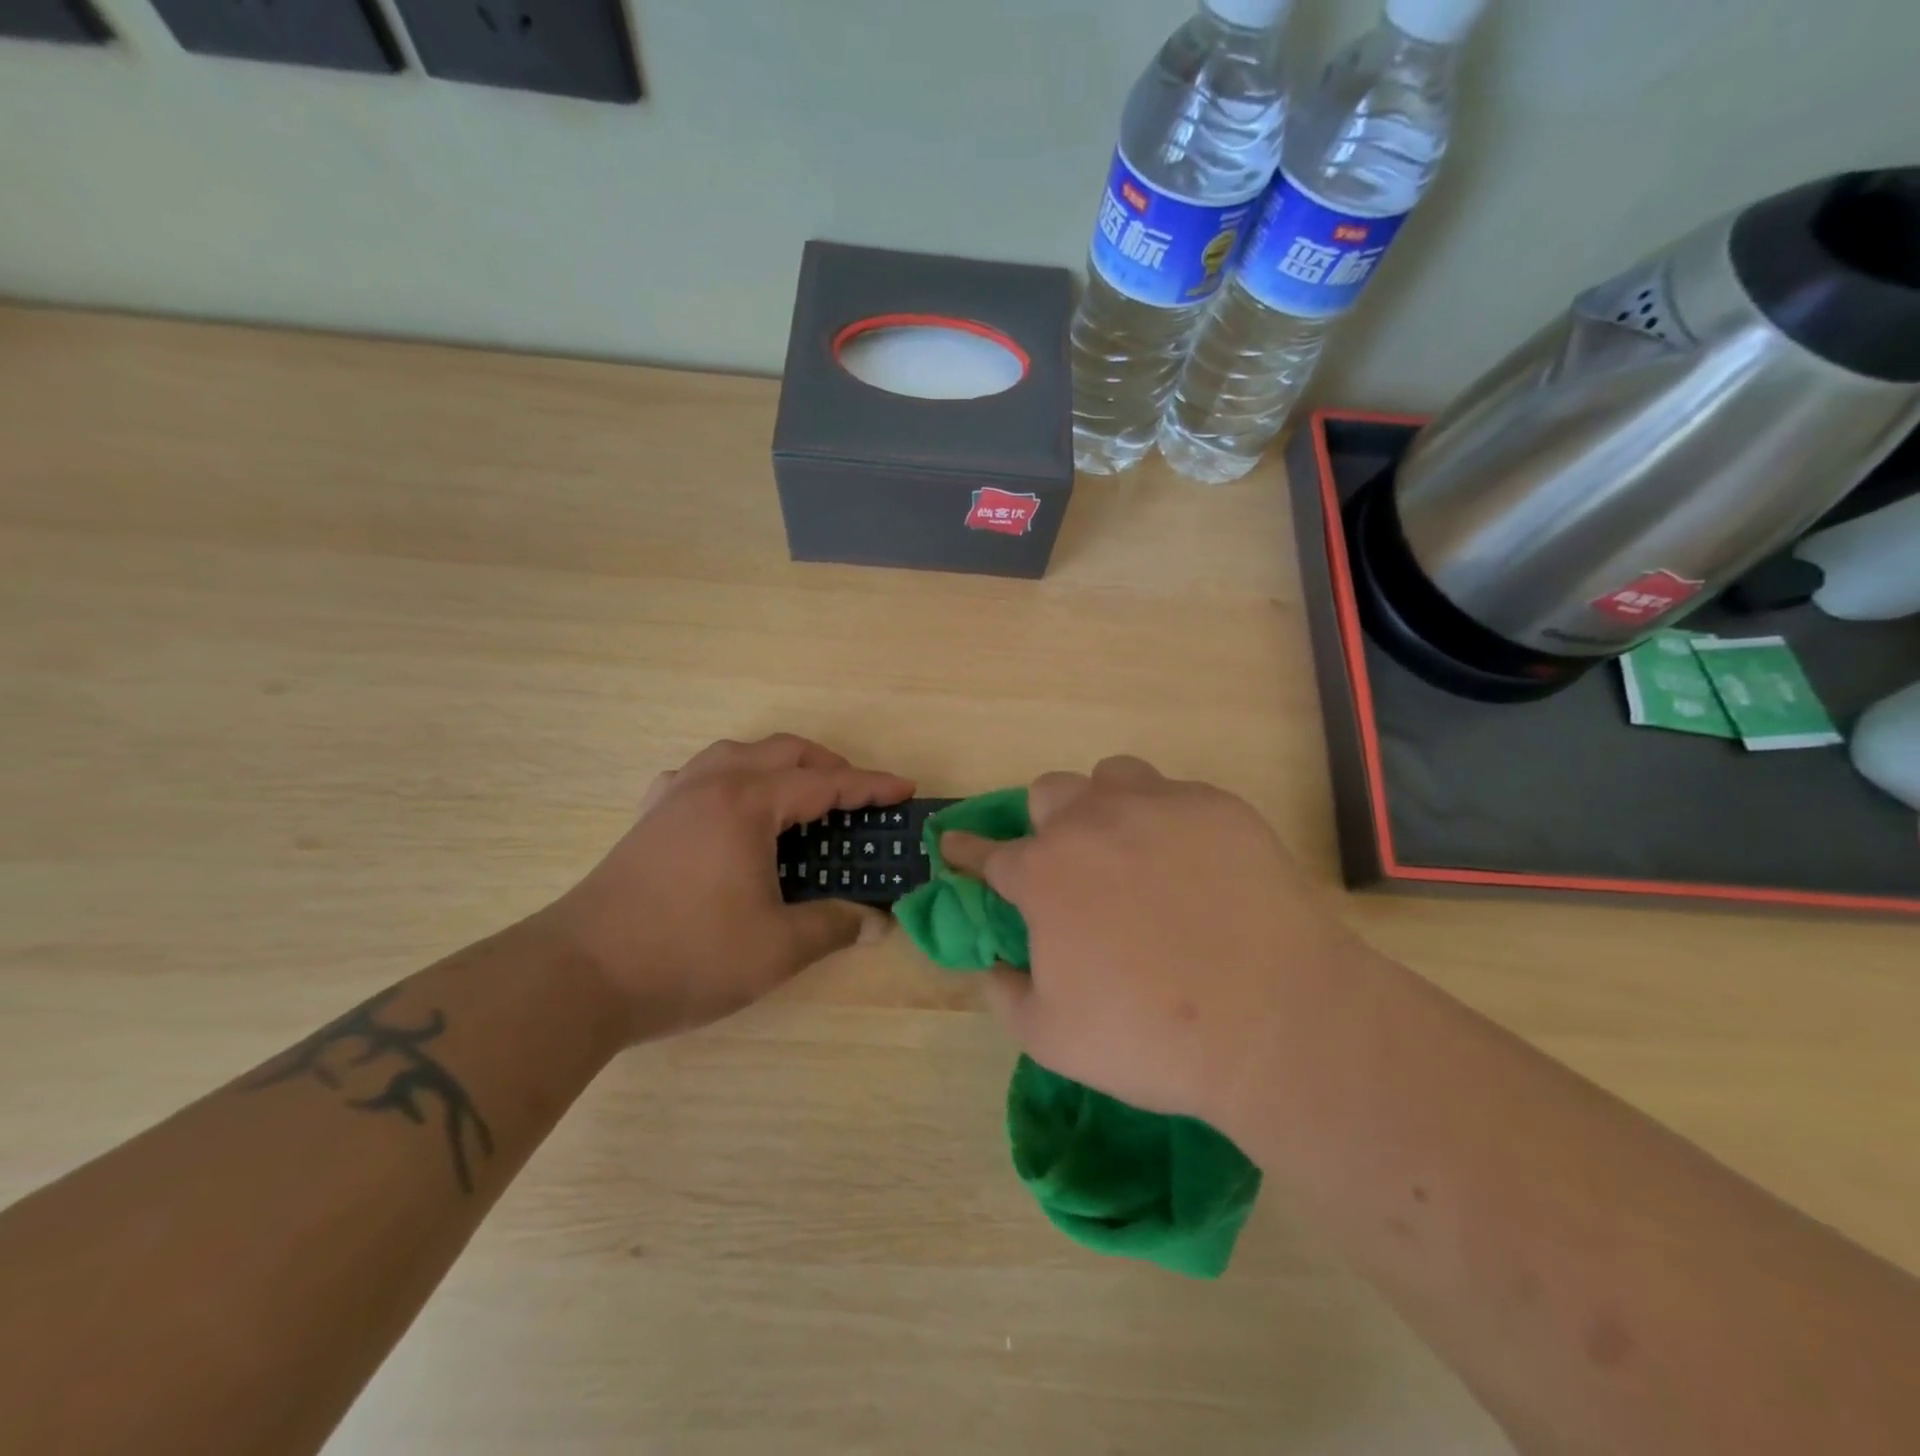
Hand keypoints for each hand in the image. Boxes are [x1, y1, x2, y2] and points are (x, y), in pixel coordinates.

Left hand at [542, 735, 912, 1043]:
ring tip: (800, 794)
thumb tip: (878, 921)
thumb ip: (834, 926)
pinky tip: (730, 806)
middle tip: (858, 797)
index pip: (824, 784)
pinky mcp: (648, 819)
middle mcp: (712, 785)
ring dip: (779, 764)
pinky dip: (730, 777)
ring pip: (737, 754)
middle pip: (783, 752)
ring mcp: (674, 797)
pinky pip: (698, 775)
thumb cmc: (687, 957)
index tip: (905, 790)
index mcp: (747, 805)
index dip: (870, 787)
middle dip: (829, 766)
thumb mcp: (776, 949)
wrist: (579, 976)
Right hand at [941, 756, 1377, 1130]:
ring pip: (1111, 777)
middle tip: (1068, 865)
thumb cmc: (1151, 1036)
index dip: (966, 850)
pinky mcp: (1217, 807)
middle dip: (1044, 823)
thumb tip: (993, 966)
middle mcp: (1092, 823)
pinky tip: (1194, 864)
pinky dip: (1169, 821)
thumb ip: (1004, 995)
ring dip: (1105, 806)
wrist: (1276, 1022)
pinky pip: (1176, 794)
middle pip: (1048, 793)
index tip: (956, 846)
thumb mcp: (1052, 1038)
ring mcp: (1157, 806)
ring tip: (1130, 849)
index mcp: (1044, 873)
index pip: (987, 851)